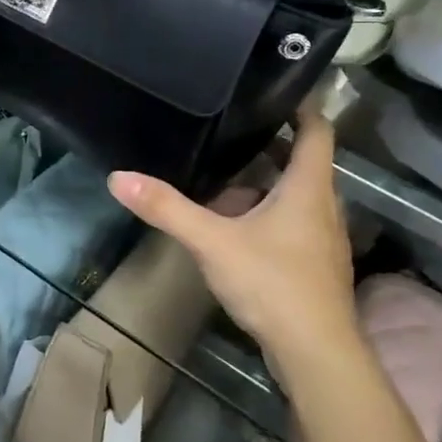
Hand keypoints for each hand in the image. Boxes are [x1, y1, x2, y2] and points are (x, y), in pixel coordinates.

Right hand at [108, 115, 357, 379]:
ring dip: (265, 182)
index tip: (276, 87)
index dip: (302, 105)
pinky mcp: (313, 265)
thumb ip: (167, 208)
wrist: (316, 355)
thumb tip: (118, 177)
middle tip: (230, 127)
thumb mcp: (212, 242)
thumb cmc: (273, 284)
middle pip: (302, 161)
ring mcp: (321, 238)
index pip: (317, 130)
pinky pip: (291, 223)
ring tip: (223, 173)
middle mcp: (323, 206)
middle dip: (270, 143)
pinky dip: (266, 212)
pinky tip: (234, 225)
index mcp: (308, 187)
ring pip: (295, 195)